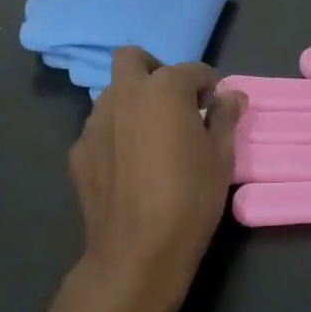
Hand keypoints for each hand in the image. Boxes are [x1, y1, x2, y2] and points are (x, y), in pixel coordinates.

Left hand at [66, 48, 242, 311]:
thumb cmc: (190, 197)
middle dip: (154, 71)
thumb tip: (231, 96)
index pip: (192, 70)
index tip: (215, 107)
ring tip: (151, 137)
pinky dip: (115, 135)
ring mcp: (96, 122)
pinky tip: (129, 166)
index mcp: (164, 88)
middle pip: (132, 59)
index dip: (208, 86)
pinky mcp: (78, 152)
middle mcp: (125, 94)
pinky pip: (100, 129)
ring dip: (133, 102)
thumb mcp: (221, 156)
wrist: (137, 253)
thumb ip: (226, 117)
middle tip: (173, 103)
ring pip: (113, 94)